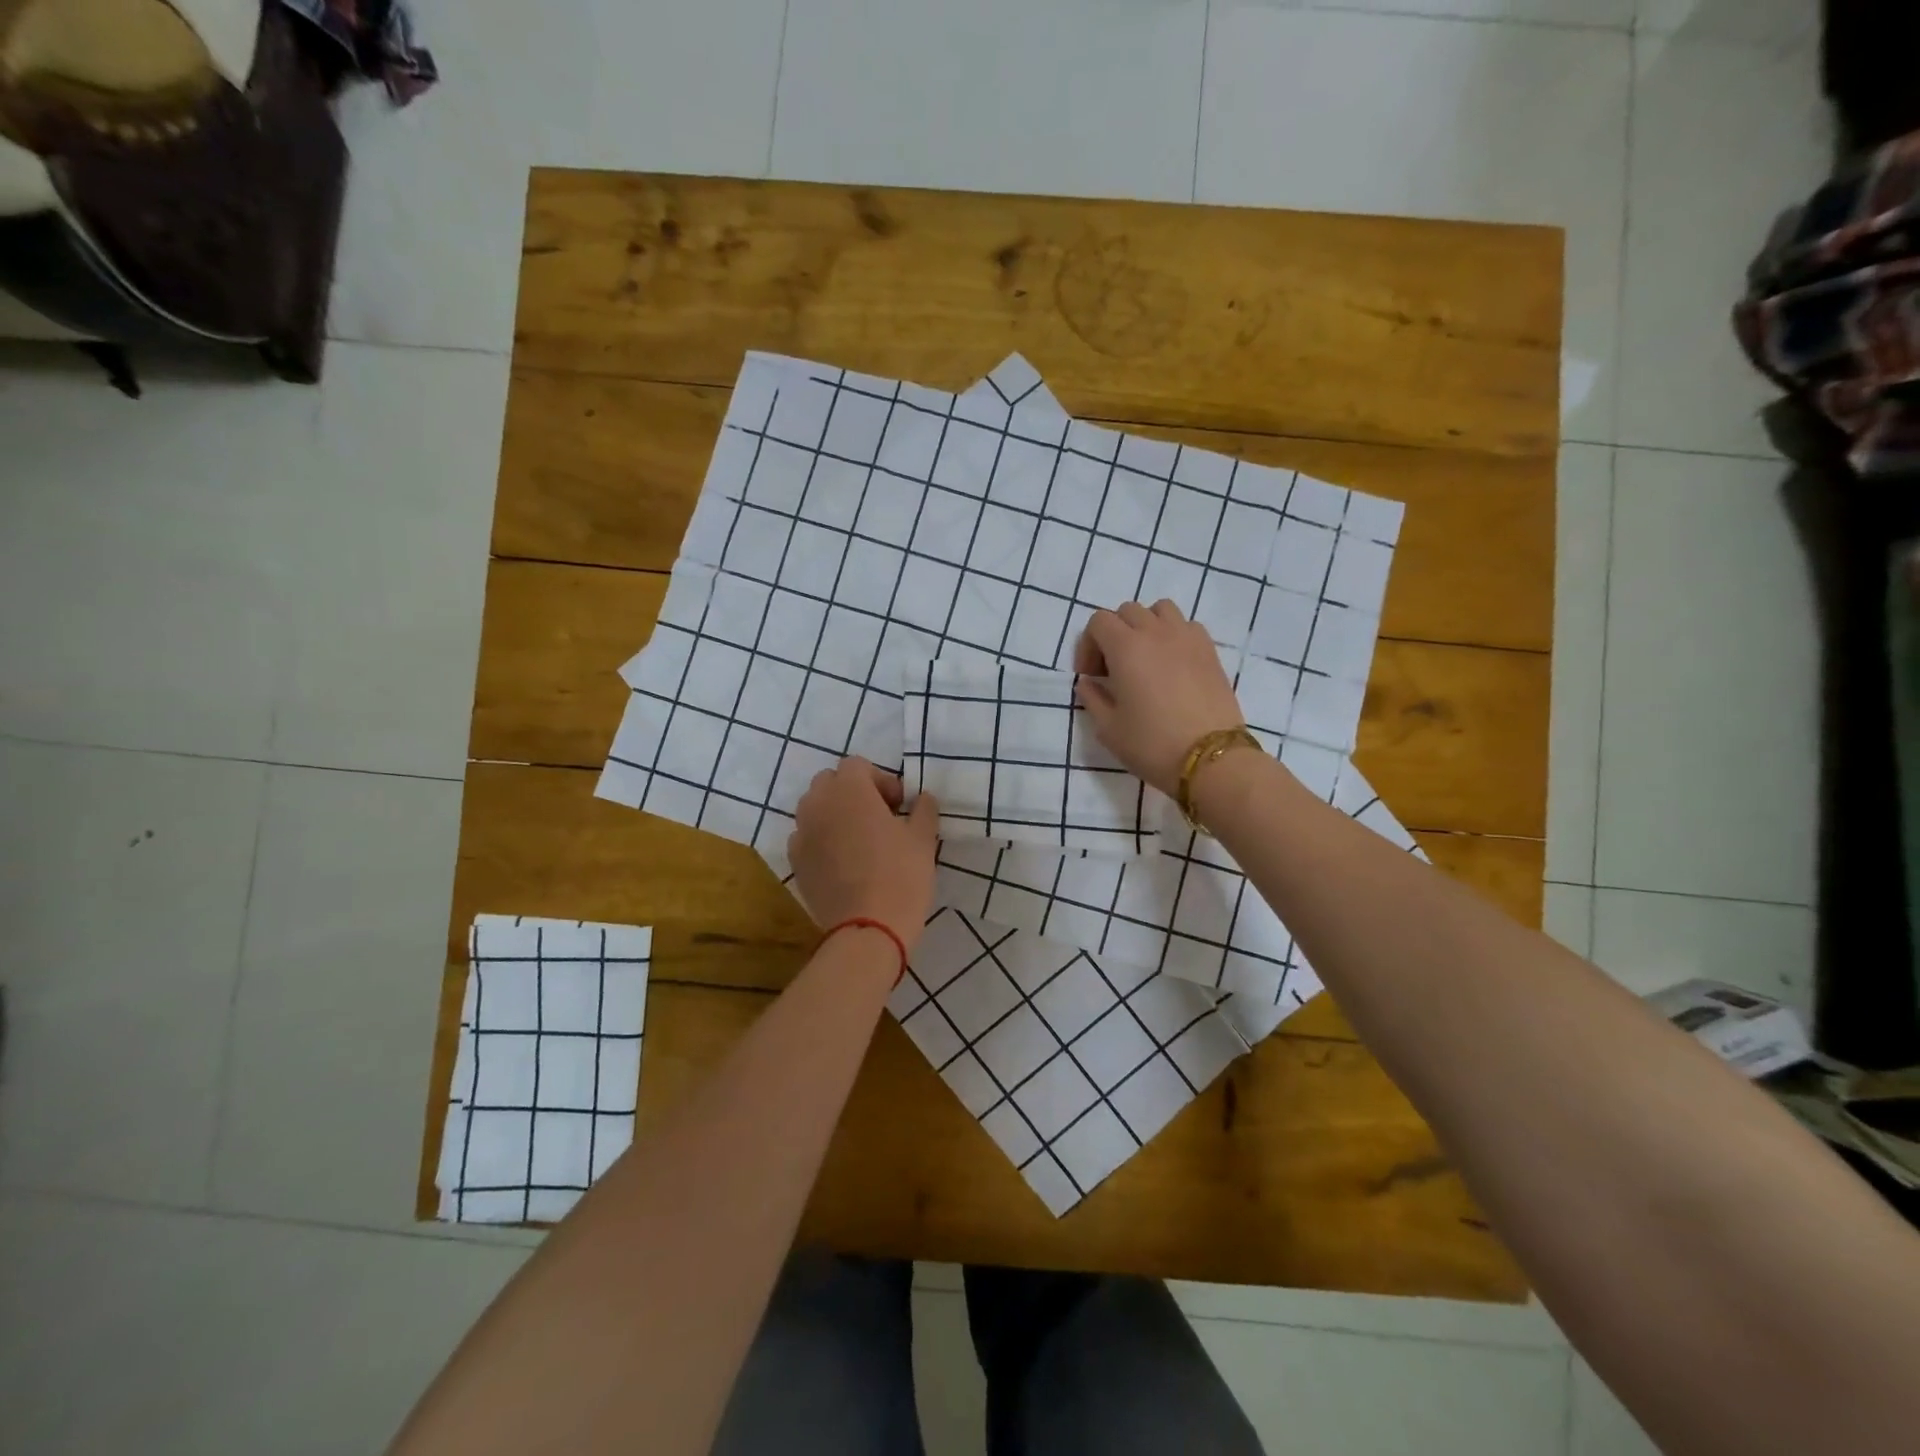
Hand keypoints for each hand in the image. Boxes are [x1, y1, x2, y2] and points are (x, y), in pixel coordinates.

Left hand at [787, 757, 939, 946]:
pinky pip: (807, 837)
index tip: (899, 806)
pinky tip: (844, 862)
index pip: (857, 766)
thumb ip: (923, 810)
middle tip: (880, 817)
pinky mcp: (796, 861)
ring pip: (815, 808)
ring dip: (836, 814)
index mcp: (849, 790)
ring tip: (860, 839)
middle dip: (854, 793)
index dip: (881, 780)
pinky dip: (822, 839)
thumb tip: (922, 799)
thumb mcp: (923, 839)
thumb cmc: (900, 875)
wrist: (868, 929)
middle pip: (830, 782)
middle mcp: (818, 804)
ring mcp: (802, 833)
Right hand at [1074, 600, 1245, 796]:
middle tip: (1113, 669)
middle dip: (1114, 634)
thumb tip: (1089, 682)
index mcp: (1126, 648)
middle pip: (1127, 611)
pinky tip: (1172, 664)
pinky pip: (1186, 625)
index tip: (1091, 675)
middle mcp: (1156, 632)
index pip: (1098, 622)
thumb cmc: (1152, 744)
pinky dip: (1173, 634)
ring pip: (1160, 610)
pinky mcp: (1210, 650)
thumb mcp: (1108, 728)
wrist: (1210, 759)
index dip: (1088, 645)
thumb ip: (1092, 698)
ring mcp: (1187, 638)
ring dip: (1145, 626)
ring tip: (1145, 658)